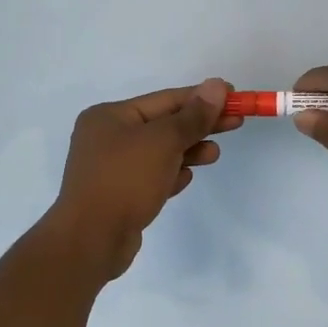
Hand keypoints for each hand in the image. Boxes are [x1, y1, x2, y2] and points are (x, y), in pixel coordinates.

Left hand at [40, 78, 239, 278]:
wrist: (91, 240)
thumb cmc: (125, 180)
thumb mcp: (163, 142)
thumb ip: (193, 116)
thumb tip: (216, 85)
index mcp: (110, 116)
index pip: (165, 99)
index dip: (201, 97)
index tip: (234, 96)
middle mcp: (107, 137)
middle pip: (163, 124)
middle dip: (199, 124)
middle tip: (236, 122)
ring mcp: (111, 168)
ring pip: (159, 152)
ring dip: (189, 150)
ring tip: (214, 154)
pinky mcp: (119, 195)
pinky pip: (152, 176)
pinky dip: (171, 174)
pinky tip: (186, 178)